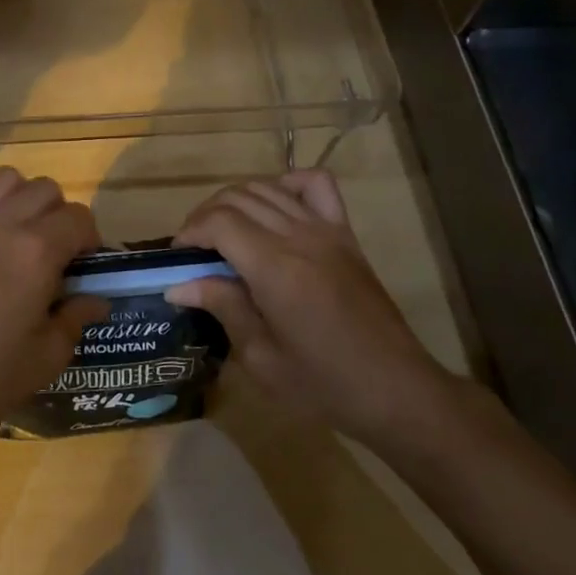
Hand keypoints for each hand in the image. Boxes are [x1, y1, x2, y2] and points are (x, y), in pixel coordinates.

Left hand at [0, 168, 106, 447]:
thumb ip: (74, 320)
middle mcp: (0, 222)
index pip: (78, 217)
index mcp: (36, 252)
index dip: (88, 237)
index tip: (81, 263)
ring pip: (3, 178)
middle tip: (50, 248)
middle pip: (44, 189)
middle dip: (57, 213)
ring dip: (18, 197)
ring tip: (12, 229)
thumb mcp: (44, 359)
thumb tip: (96, 299)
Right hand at [169, 171, 455, 446]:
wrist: (397, 391)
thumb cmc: (324, 384)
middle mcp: (298, 237)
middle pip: (238, 198)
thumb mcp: (261, 357)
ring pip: (268, 188)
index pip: (219, 222)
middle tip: (195, 250)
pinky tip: (274, 207)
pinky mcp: (346, 235)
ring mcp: (326, 231)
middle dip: (206, 216)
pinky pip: (316, 186)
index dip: (190, 232)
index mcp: (275, 268)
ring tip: (224, 231)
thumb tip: (178, 285)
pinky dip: (288, 183)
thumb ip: (222, 307)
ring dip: (236, 201)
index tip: (178, 258)